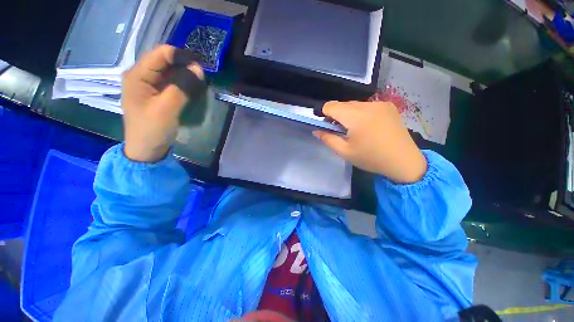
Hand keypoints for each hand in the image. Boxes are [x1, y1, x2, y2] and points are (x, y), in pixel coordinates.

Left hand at [122, 45, 204, 161]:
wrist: (147, 150)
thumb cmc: (152, 129)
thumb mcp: (167, 108)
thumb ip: (182, 87)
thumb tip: (199, 69)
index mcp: (137, 75)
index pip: (161, 54)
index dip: (182, 56)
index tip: (202, 65)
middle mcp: (142, 75)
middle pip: (166, 61)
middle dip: (186, 66)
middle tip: (204, 76)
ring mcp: (150, 85)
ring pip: (171, 72)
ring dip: (187, 75)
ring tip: (201, 83)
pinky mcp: (157, 94)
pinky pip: (173, 82)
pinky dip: (185, 84)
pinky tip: (193, 89)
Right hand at [315, 101, 426, 182]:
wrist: (403, 161)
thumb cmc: (371, 158)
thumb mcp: (345, 152)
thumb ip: (328, 139)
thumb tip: (316, 130)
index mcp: (356, 117)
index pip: (331, 106)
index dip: (323, 113)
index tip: (324, 125)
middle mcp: (368, 105)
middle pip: (343, 104)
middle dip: (336, 115)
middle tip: (338, 130)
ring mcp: (380, 104)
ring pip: (354, 104)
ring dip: (348, 114)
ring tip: (353, 129)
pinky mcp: (388, 106)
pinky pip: (366, 105)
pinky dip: (360, 113)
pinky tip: (366, 126)